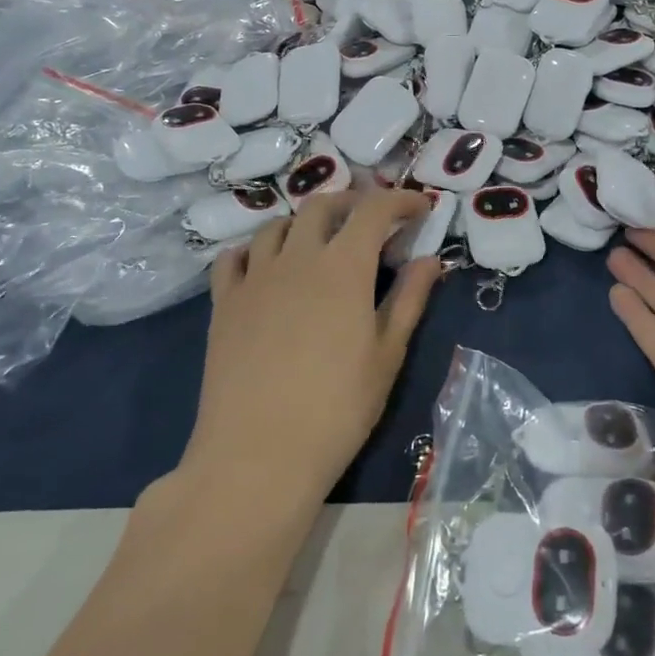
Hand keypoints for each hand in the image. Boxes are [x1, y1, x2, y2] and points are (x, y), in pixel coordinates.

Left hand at [188, 189, 441, 503]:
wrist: (258, 455)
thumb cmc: (337, 408)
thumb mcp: (387, 354)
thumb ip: (410, 299)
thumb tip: (431, 259)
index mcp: (343, 266)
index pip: (374, 210)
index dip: (401, 201)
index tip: (420, 208)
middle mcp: (297, 257)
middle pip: (322, 206)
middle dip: (352, 203)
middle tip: (371, 223)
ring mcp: (254, 278)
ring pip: (276, 225)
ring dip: (304, 223)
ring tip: (319, 244)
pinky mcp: (223, 303)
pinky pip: (234, 258)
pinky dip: (255, 250)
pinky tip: (265, 268)